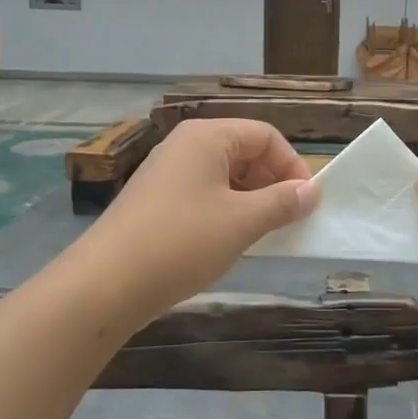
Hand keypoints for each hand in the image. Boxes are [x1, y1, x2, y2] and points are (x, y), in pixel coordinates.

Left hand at [73, 119, 319, 314]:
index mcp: (207, 136)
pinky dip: (225, 212)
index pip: (265, 135)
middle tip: (287, 220)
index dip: (292, 165)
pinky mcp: (155, 201)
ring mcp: (166, 173)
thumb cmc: (182, 242)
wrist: (105, 284)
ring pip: (224, 176)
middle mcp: (185, 145)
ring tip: (261, 235)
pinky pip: (203, 195)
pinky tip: (228, 242)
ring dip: (250, 200)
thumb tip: (312, 191)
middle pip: (244, 151)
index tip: (306, 203)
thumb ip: (282, 202)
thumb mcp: (242, 222)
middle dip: (272, 183)